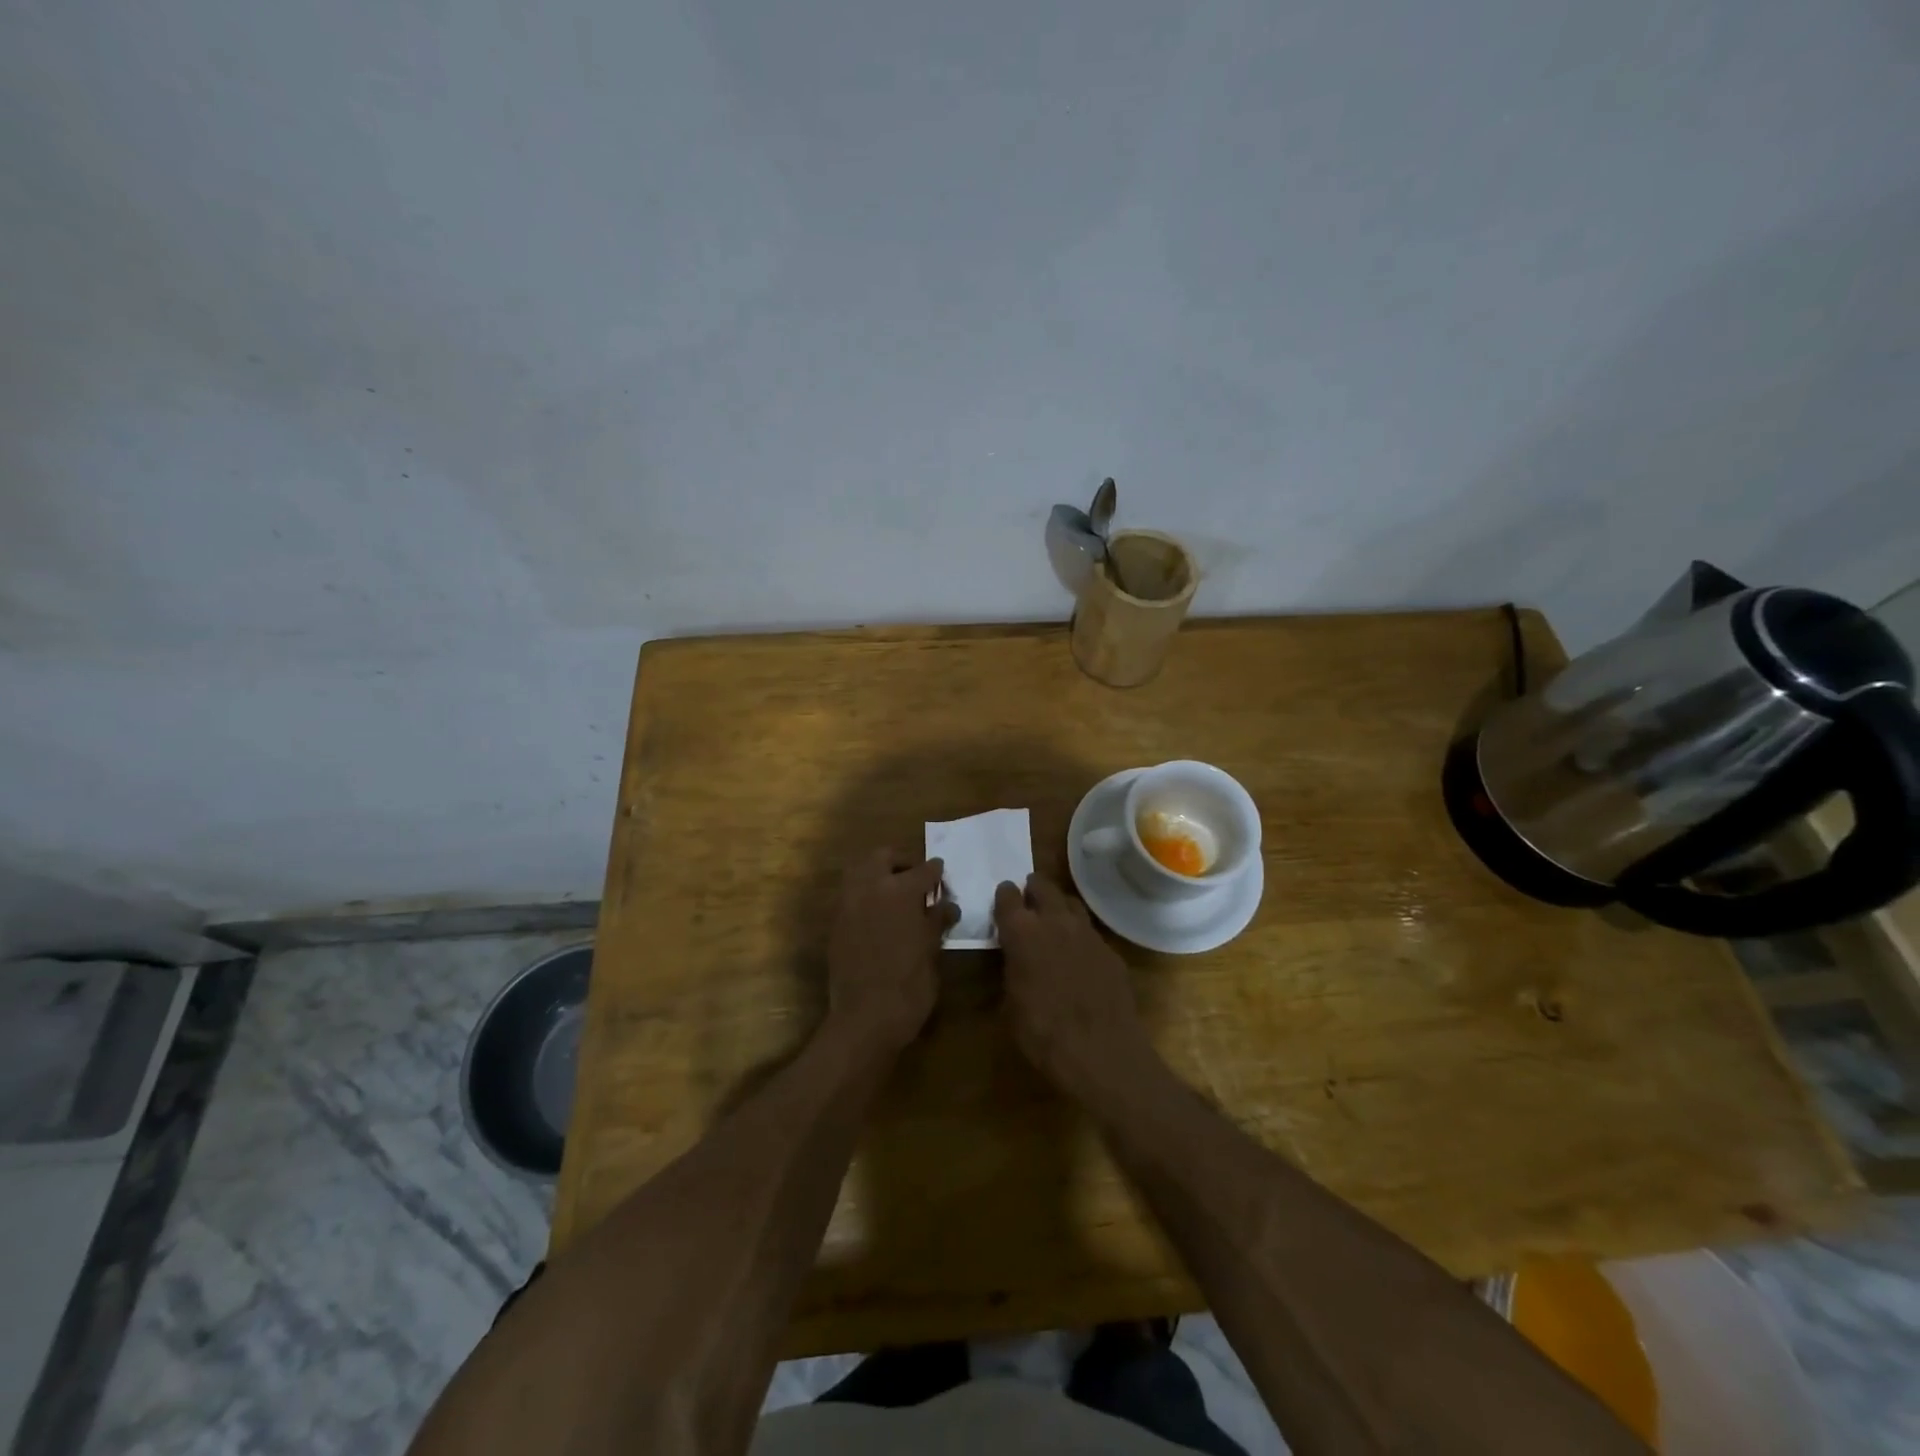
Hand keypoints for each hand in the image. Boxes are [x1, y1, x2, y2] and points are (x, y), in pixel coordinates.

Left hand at [827, 849, 956, 1050]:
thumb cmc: (909, 986)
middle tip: (916, 878)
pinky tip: (880, 915)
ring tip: (896, 894)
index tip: (942, 875)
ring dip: (878, 874)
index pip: (924, 870)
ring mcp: (847, 904)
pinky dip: (865, 895)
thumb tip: (946, 904)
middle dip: (901, 862)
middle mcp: (870, 888)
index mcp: (900, 891)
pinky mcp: (835, 924)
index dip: (936, 872)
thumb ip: (936, 920)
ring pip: (860, 871)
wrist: (865, 1019)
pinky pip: (850, 895)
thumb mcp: (932, 951)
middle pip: (883, 856)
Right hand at [994, 873, 1157, 1095]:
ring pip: (1071, 903)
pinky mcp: (1111, 951)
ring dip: (1059, 906)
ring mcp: (1087, 934)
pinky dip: (1080, 937)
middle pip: (1043, 886)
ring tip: (1053, 920)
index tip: (1002, 899)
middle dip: (1033, 889)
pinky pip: (1091, 933)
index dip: (1003, 896)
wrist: (1101, 1053)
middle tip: (1028, 899)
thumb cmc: (1042, 1033)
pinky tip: (1079, 956)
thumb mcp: (1010, 1005)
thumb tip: (1014, 960)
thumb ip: (1011, 970)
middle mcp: (1055, 922)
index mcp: (1022, 932)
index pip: (1007, 897)